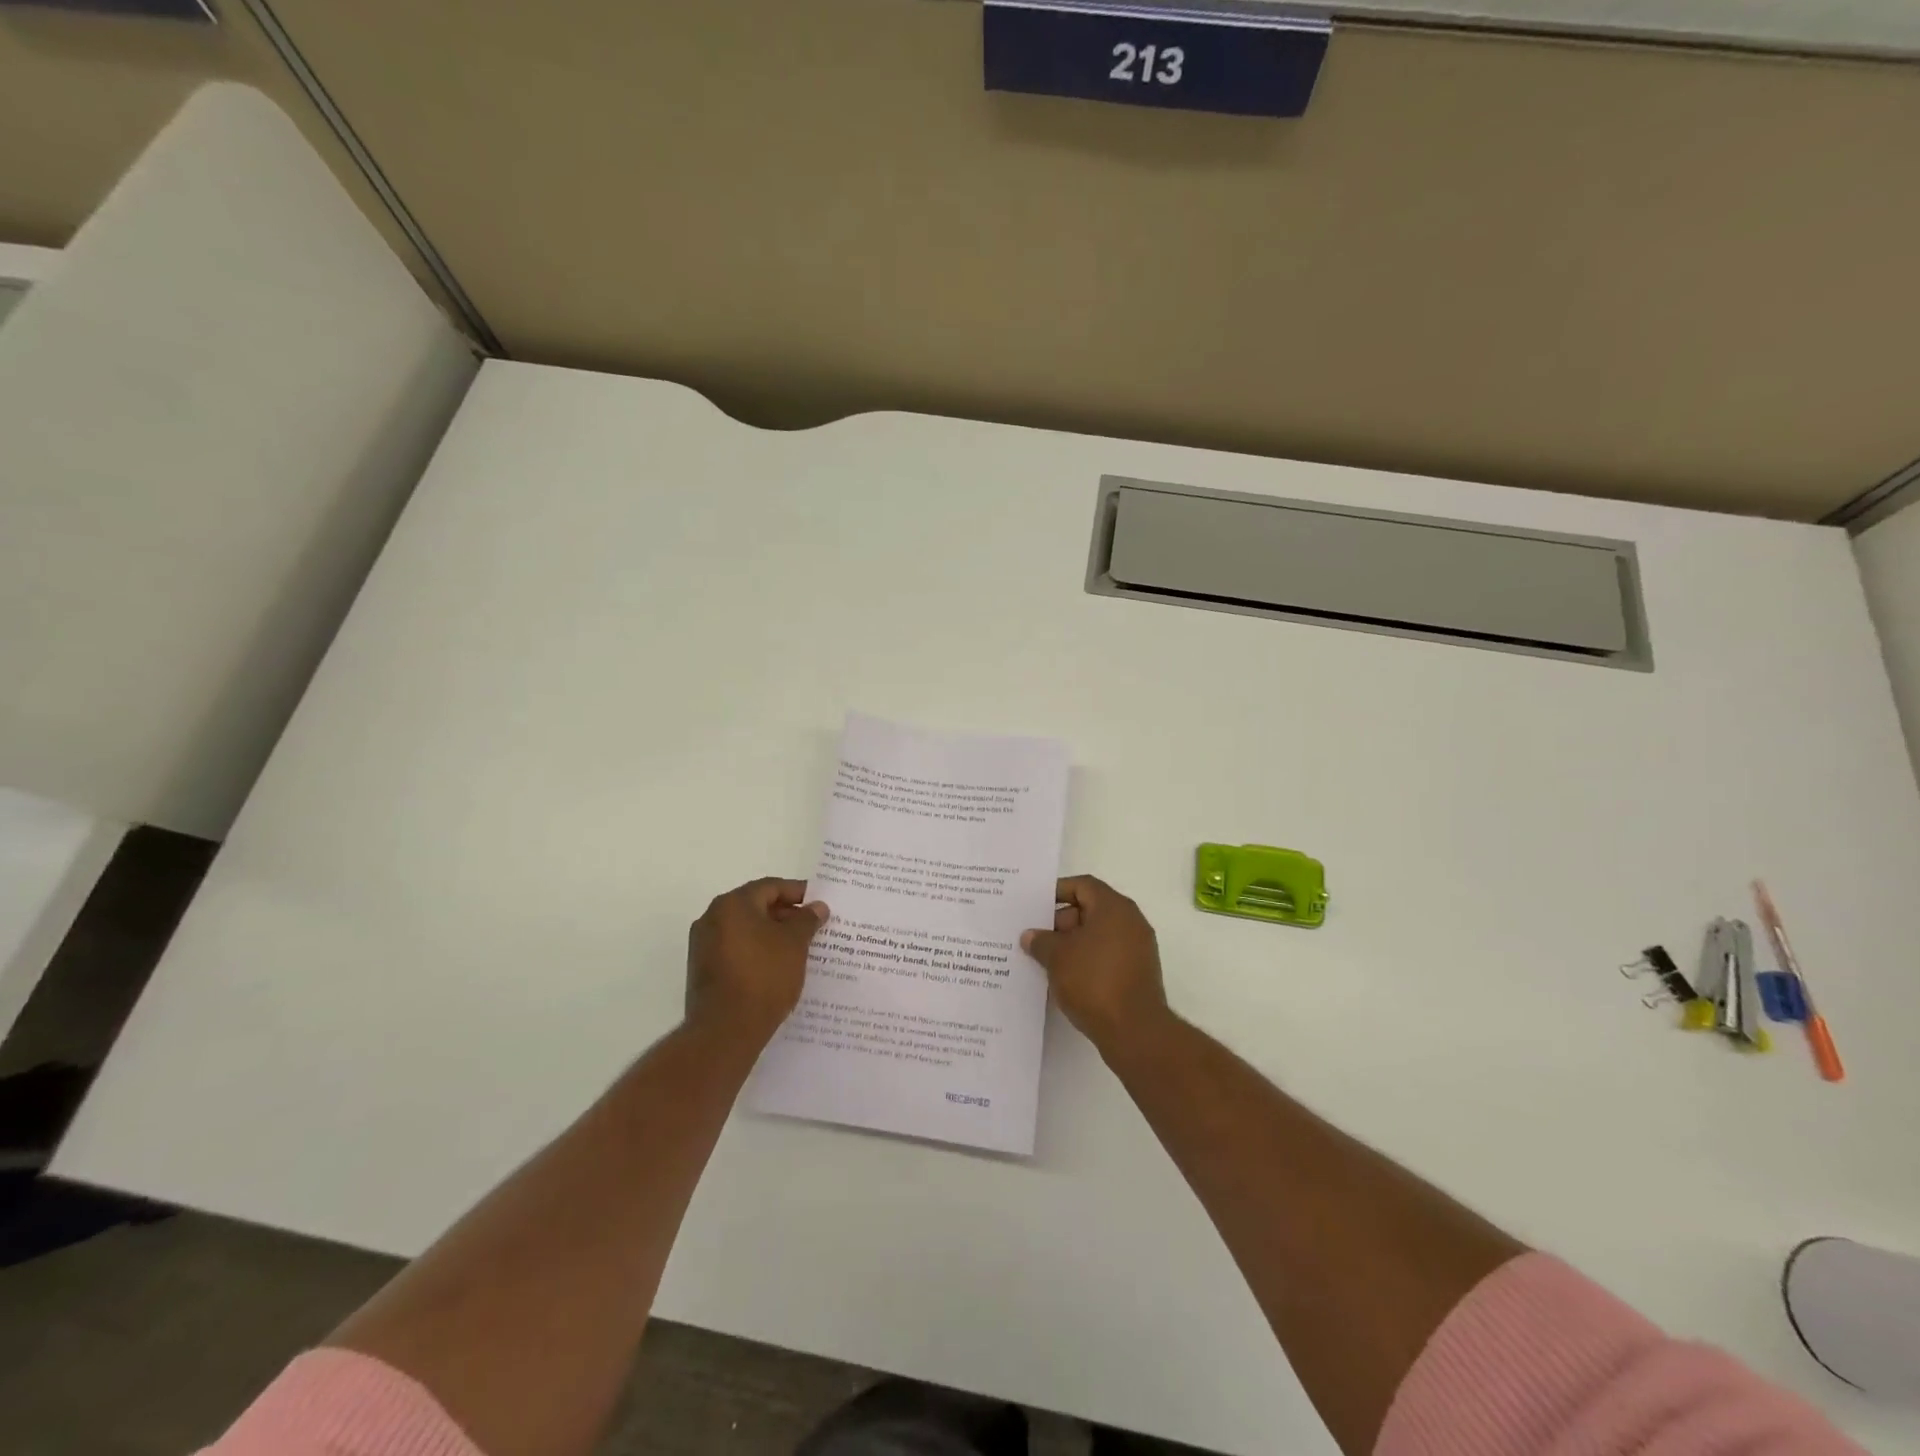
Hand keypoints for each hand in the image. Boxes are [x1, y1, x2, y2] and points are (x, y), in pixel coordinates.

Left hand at [686, 878, 827, 1046]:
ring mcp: (703, 946)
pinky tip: (777, 967)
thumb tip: (817, 906)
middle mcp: (712, 918)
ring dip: (771, 934)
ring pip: (745, 930)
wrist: (725, 1031)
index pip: (770, 887)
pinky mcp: (703, 970)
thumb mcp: (795, 944)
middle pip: (756, 906)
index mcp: (732, 904)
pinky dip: (757, 952)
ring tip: (799, 948)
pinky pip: (736, 950)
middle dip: (786, 915)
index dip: (798, 892)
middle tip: (813, 927)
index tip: (819, 904)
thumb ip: (807, 919)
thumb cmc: (764, 977)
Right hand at [1021, 875, 1170, 1056]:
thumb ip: (1041, 941)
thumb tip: (1031, 936)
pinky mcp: (1138, 973)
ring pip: (1098, 935)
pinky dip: (1087, 960)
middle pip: (1091, 909)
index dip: (1057, 891)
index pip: (1083, 885)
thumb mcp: (1057, 957)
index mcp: (1114, 907)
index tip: (1035, 906)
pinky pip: (1107, 956)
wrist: (1135, 1031)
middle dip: (1061, 922)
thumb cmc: (1094, 981)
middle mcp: (1131, 922)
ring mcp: (1138, 948)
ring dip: (1072, 944)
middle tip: (1035, 937)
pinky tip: (1065, 977)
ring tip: (1045, 959)